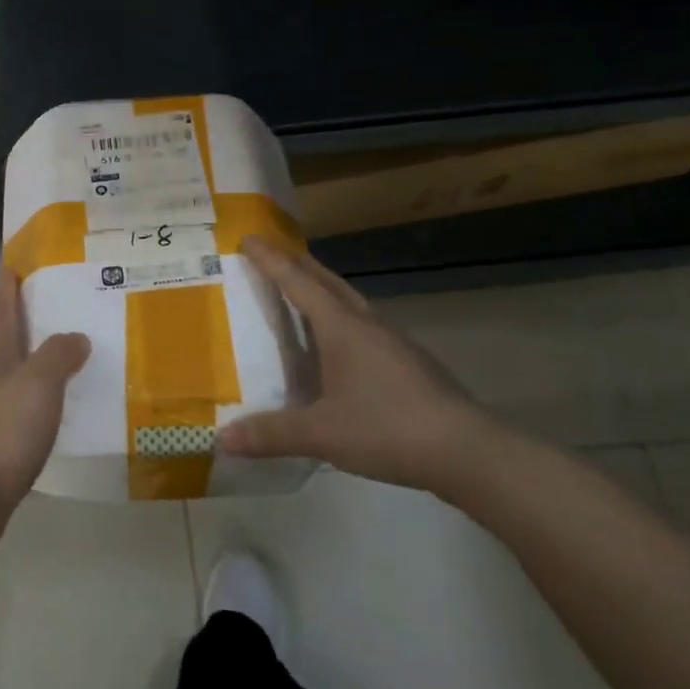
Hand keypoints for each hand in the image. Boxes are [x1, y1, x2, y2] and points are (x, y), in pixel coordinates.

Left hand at [0, 273, 89, 551]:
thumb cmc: (4, 430)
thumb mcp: (40, 384)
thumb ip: (58, 355)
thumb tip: (76, 337)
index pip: (1, 309)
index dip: (7, 286)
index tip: (12, 264)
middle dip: (6, 320)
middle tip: (29, 306)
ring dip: (14, 358)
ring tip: (41, 355)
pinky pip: (4, 405)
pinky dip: (20, 396)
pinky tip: (37, 408)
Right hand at [218, 238, 500, 492]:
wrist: (466, 450)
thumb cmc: (387, 428)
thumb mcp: (322, 434)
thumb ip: (271, 433)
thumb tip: (223, 438)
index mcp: (342, 328)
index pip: (298, 283)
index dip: (271, 260)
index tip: (249, 238)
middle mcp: (367, 324)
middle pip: (327, 281)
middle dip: (298, 263)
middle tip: (272, 252)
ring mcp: (392, 341)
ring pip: (349, 300)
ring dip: (322, 287)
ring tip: (301, 289)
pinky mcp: (408, 361)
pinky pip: (363, 323)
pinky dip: (340, 316)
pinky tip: (338, 341)